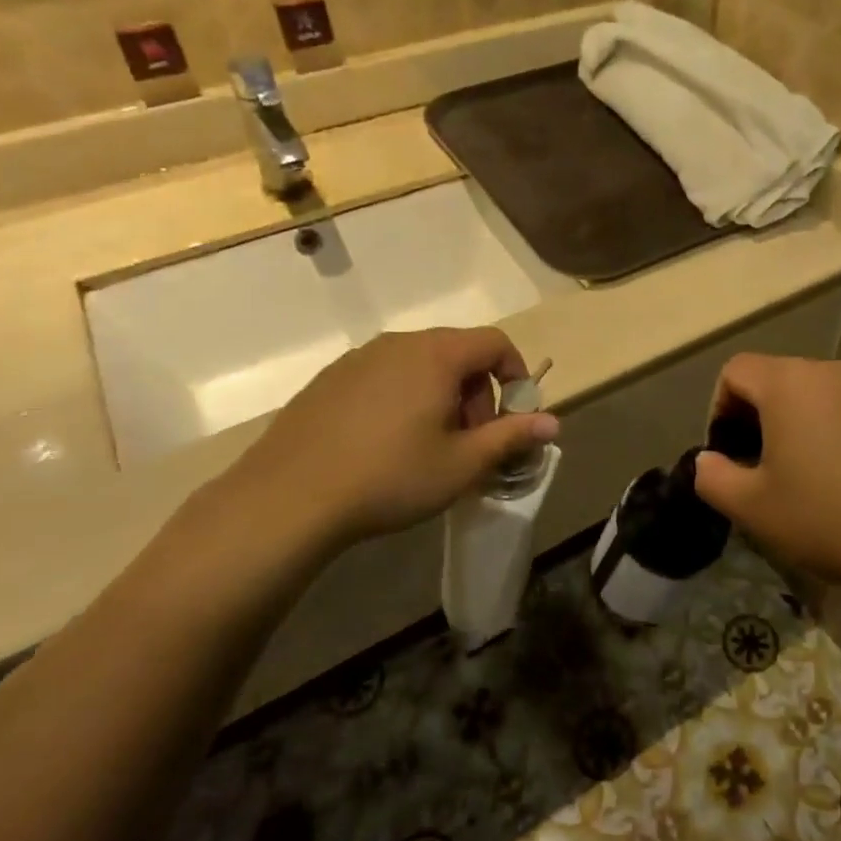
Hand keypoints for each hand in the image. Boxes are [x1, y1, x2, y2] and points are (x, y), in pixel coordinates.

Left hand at [201, 327, 557, 569]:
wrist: (288, 498)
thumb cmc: (390, 477)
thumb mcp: (462, 465)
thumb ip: (511, 437)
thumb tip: (553, 424)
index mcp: (436, 355)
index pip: (495, 342)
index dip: (516, 373)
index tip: (513, 415)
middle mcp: (398, 343)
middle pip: (458, 352)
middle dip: (477, 392)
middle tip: (470, 441)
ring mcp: (358, 358)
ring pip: (419, 364)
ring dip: (440, 396)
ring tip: (429, 446)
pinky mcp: (329, 379)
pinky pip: (384, 376)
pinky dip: (403, 398)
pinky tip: (384, 445)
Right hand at [693, 355, 840, 593]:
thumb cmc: (829, 517)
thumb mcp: (753, 509)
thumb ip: (713, 478)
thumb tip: (707, 460)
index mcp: (788, 383)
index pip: (736, 370)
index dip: (720, 407)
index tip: (730, 451)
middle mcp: (831, 371)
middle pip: (779, 379)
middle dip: (761, 416)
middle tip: (765, 467)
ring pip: (819, 395)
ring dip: (803, 424)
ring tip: (811, 475)